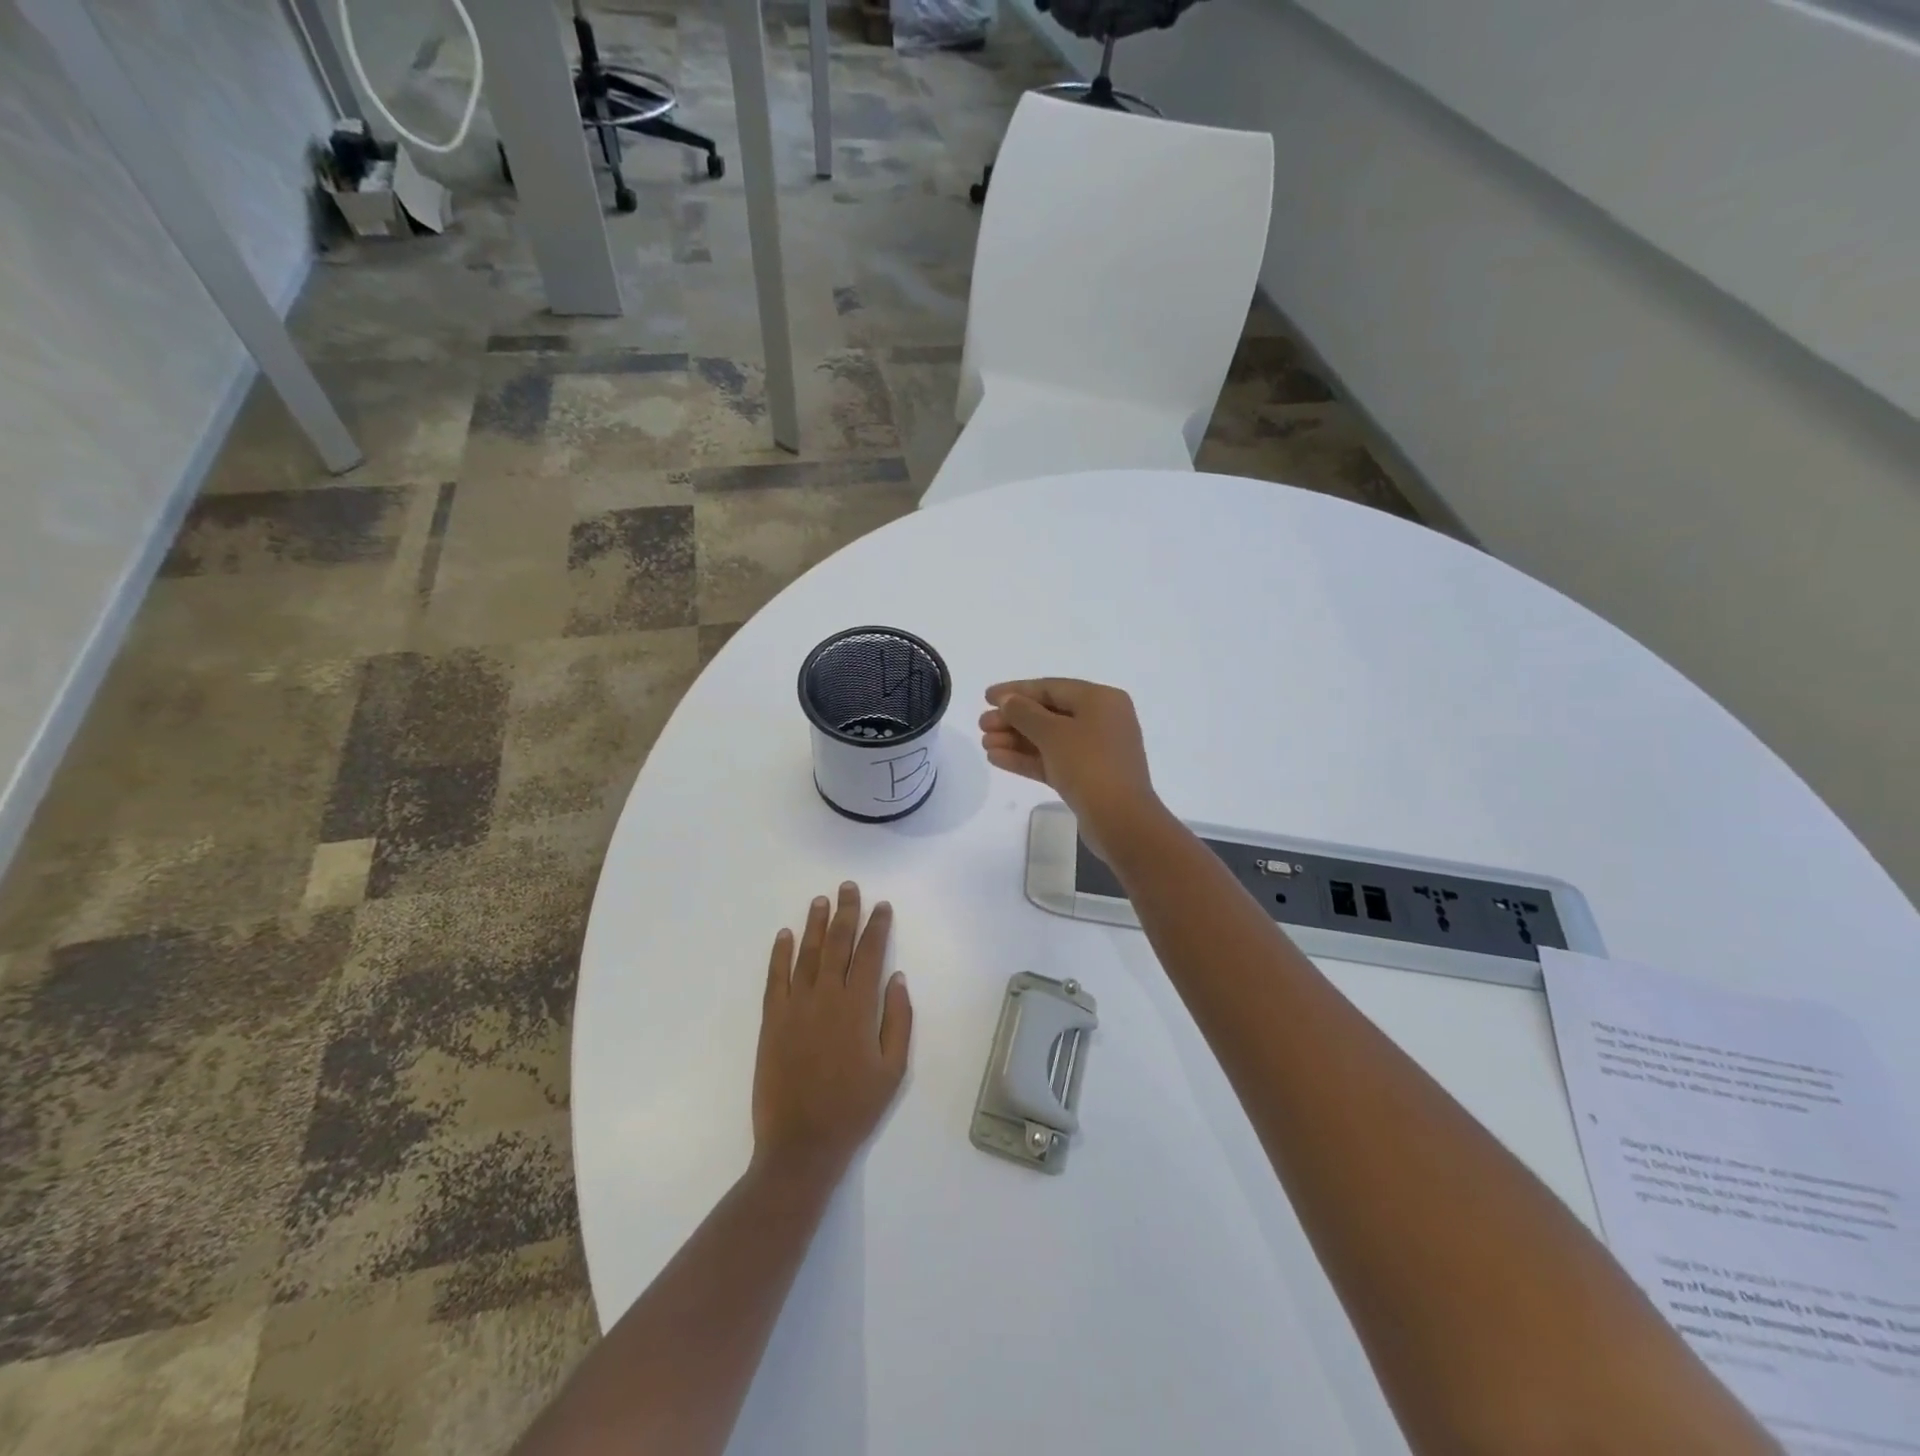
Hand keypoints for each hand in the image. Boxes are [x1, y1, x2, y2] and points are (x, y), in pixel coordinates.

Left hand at [753, 883, 912, 1184]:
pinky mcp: (772, 1021)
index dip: (877, 926)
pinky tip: (784, 935)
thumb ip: (898, 1019)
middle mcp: (826, 997)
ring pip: (806, 954)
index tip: (881, 906)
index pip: (870, 954)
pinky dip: (779, 954)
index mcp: (858, 1007)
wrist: (801, 1144)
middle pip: (837, 944)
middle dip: (845, 913)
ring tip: (820, 900)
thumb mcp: (893, 1069)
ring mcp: (795, 1007)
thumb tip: (896, 977)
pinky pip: (775, 978)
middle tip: (848, 887)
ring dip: (814, 924)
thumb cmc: (854, 1108)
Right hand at [979, 678, 1165, 861]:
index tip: (986, 697)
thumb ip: (1025, 713)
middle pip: (1049, 713)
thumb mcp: (1053, 733)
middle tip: (981, 725)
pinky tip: (996, 759)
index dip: (1016, 690)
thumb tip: (1008, 700)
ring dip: (1015, 740)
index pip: (1051, 688)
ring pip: (1048, 739)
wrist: (1120, 820)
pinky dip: (1027, 758)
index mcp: (1101, 700)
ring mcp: (1095, 750)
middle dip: (1013, 719)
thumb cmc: (1089, 765)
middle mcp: (1101, 720)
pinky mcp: (1087, 777)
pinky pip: (1052, 760)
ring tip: (984, 744)